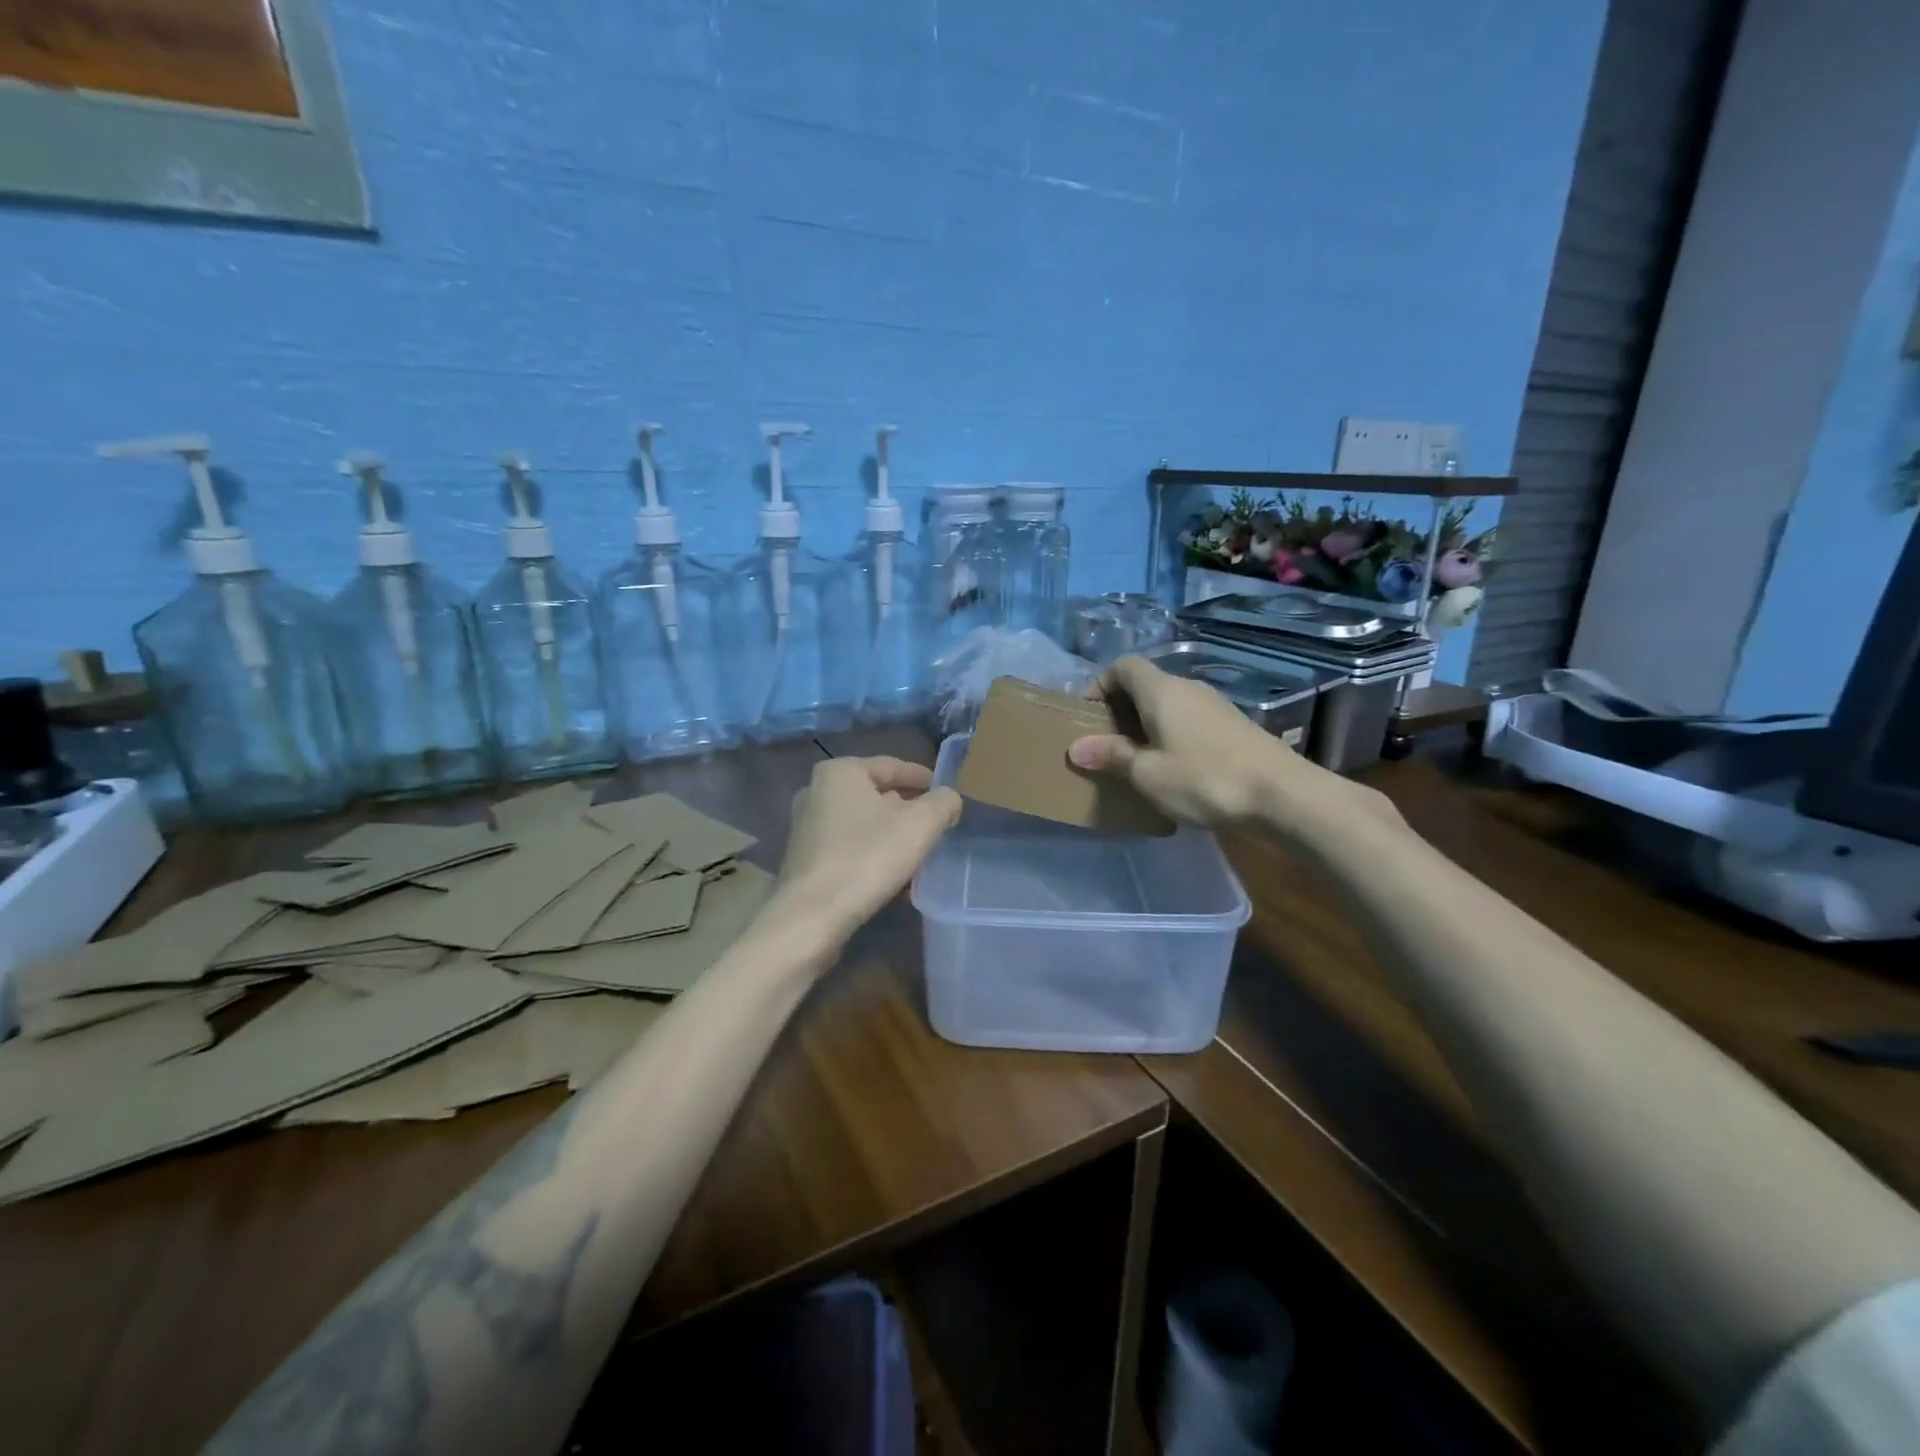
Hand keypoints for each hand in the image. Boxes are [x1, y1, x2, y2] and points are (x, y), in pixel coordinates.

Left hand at [774, 756, 961, 945]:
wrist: (812, 918)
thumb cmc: (867, 858)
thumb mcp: (920, 824)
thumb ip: (943, 803)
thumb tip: (948, 799)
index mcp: (840, 772)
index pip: (893, 766)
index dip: (925, 780)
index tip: (947, 796)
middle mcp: (817, 792)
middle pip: (877, 796)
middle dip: (909, 812)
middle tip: (938, 828)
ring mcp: (807, 828)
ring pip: (865, 826)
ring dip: (894, 839)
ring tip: (922, 858)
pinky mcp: (806, 861)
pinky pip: (851, 850)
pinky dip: (874, 858)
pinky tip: (897, 881)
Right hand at [1066, 655, 1399, 841]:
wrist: (1283, 795)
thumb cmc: (1204, 780)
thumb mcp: (1148, 774)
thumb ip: (1111, 756)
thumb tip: (1076, 747)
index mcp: (1162, 690)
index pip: (1123, 666)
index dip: (1100, 684)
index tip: (1087, 716)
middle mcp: (1189, 688)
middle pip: (1146, 685)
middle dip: (1121, 709)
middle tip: (1106, 744)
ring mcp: (1216, 706)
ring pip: (1169, 705)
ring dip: (1147, 725)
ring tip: (1138, 761)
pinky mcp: (1234, 726)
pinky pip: (1190, 721)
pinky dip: (1172, 736)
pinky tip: (1175, 770)